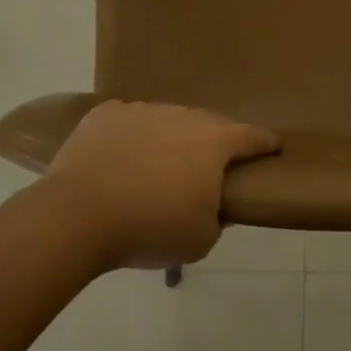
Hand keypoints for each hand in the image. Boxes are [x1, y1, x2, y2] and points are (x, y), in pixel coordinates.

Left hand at [33, 101, 279, 270]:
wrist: (77, 216)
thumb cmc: (150, 228)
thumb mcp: (200, 240)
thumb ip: (218, 218)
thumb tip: (216, 206)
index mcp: (214, 143)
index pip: (253, 136)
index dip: (266, 143)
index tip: (273, 148)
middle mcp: (183, 117)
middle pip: (209, 124)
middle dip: (214, 143)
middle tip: (207, 169)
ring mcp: (143, 110)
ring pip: (168, 120)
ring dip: (171, 139)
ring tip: (157, 168)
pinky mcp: (106, 114)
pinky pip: (129, 121)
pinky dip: (132, 137)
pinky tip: (121, 159)